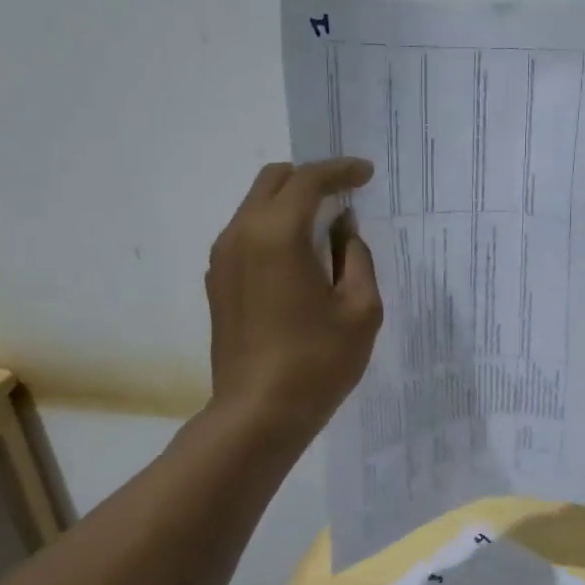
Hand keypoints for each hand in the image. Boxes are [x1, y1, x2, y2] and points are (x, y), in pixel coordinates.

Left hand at [206, 157, 382, 439]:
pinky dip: (274, 229)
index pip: (308, 180)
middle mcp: (241, 234)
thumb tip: (343, 230)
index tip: (366, 174)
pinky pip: (247, 235)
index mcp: (277, 234)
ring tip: (325, 228)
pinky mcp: (217, 283)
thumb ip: (356, 257)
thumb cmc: (318, 362)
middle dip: (310, 178)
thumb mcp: (360, 309)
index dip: (340, 170)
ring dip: (290, 204)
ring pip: (256, 206)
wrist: (258, 414)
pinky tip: (299, 258)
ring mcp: (222, 259)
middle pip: (273, 181)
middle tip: (344, 195)